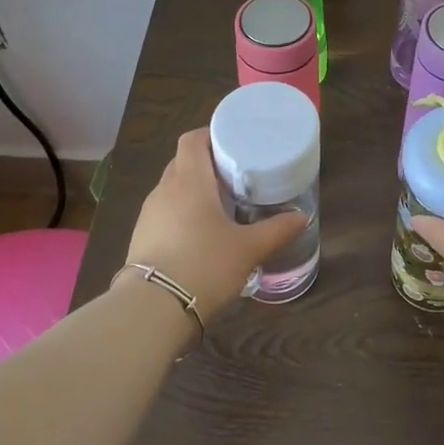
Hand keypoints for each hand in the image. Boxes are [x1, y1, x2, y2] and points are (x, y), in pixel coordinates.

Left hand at [124, 128, 306, 322]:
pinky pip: (165, 212)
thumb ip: (277, 230)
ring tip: (221, 204)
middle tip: (236, 175)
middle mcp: (165, 190)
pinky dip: (182, 213)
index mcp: (190, 181)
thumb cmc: (205, 265)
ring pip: (172, 188)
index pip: (193, 140)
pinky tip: (200, 234)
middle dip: (207, 164)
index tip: (233, 143)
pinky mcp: (141, 237)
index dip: (211, 134)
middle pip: (183, 162)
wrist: (153, 309)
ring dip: (194, 190)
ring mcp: (149, 214)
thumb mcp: (249, 249)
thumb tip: (303, 217)